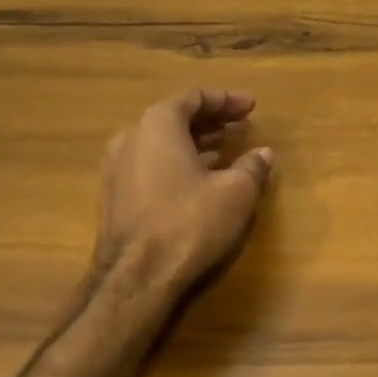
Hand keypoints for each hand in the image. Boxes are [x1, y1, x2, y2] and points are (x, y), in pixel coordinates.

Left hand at [88, 89, 274, 314]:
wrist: (136, 279)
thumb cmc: (189, 222)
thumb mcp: (236, 191)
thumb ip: (252, 166)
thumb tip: (263, 153)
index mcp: (158, 125)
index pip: (194, 97)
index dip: (226, 99)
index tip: (251, 106)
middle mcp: (131, 138)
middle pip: (174, 118)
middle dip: (210, 119)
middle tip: (240, 124)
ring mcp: (116, 170)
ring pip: (160, 143)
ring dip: (193, 142)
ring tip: (224, 149)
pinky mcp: (114, 198)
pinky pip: (150, 165)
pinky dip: (176, 162)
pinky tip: (200, 178)